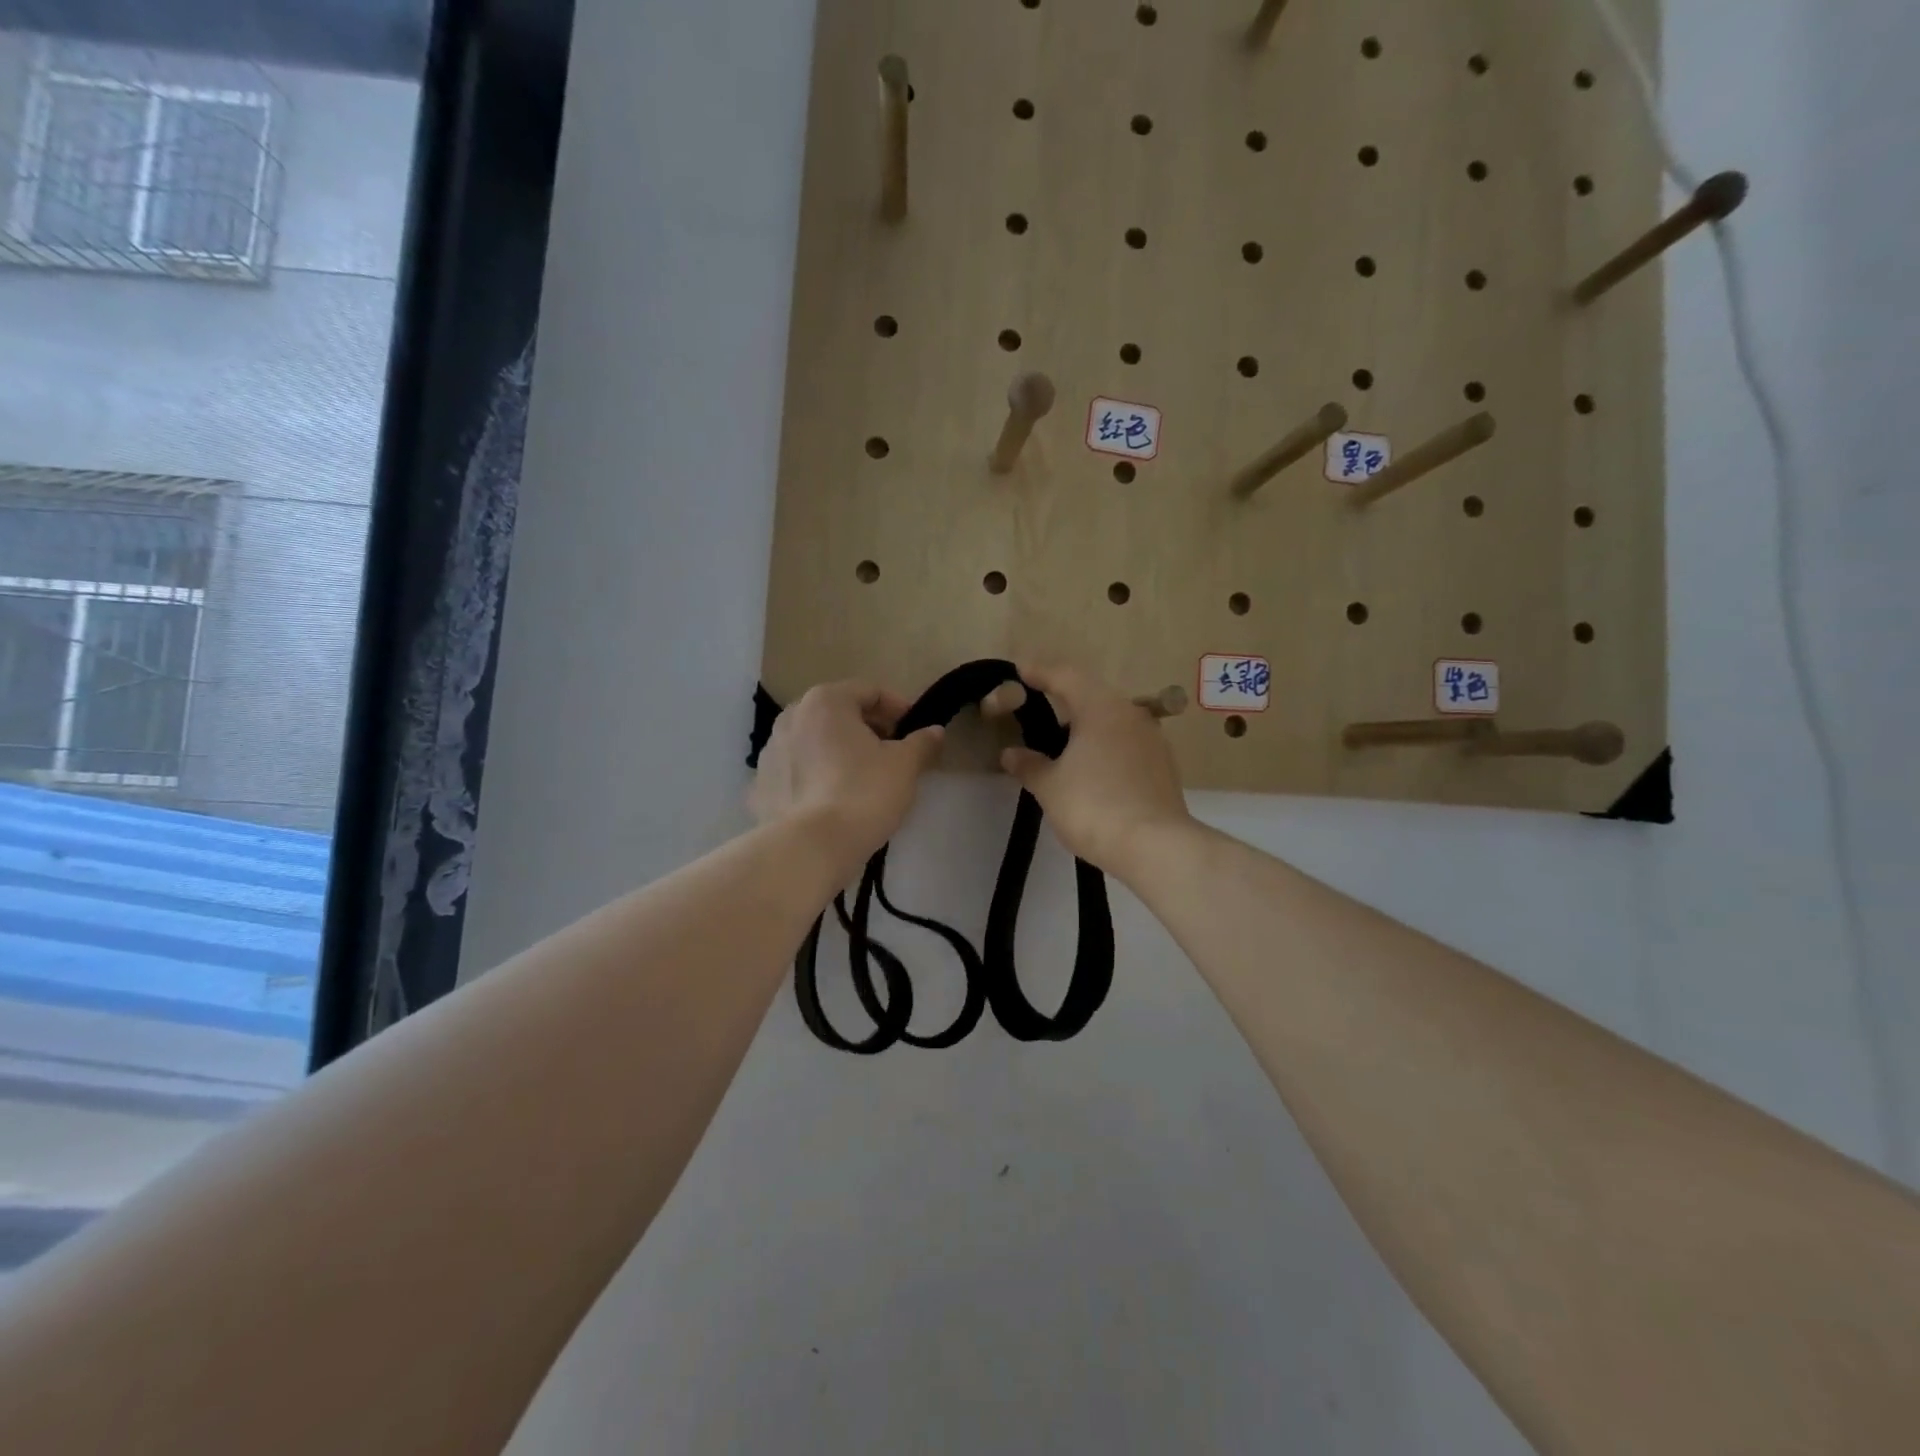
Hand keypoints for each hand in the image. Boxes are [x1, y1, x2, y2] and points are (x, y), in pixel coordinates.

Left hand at [749, 681, 944, 875]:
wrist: (810, 848)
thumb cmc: (863, 793)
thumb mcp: (904, 766)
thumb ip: (922, 742)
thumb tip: (934, 731)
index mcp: (825, 702)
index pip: (870, 691)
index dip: (898, 708)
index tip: (916, 731)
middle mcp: (791, 717)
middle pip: (838, 714)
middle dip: (867, 729)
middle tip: (893, 754)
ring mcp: (770, 752)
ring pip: (814, 742)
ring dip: (839, 752)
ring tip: (862, 779)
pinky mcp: (760, 787)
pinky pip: (797, 772)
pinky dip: (815, 777)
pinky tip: (832, 800)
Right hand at [998, 663, 1191, 879]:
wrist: (1155, 846)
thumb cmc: (1094, 806)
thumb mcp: (1050, 787)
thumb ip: (1029, 765)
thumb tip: (1011, 754)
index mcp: (1100, 708)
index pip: (1065, 676)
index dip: (1040, 672)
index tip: (1019, 671)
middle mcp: (1131, 714)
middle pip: (1092, 694)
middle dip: (1064, 697)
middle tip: (1037, 703)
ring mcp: (1152, 739)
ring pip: (1113, 719)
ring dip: (1087, 723)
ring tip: (1062, 740)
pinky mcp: (1163, 765)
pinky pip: (1126, 742)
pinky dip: (1105, 745)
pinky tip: (1092, 767)